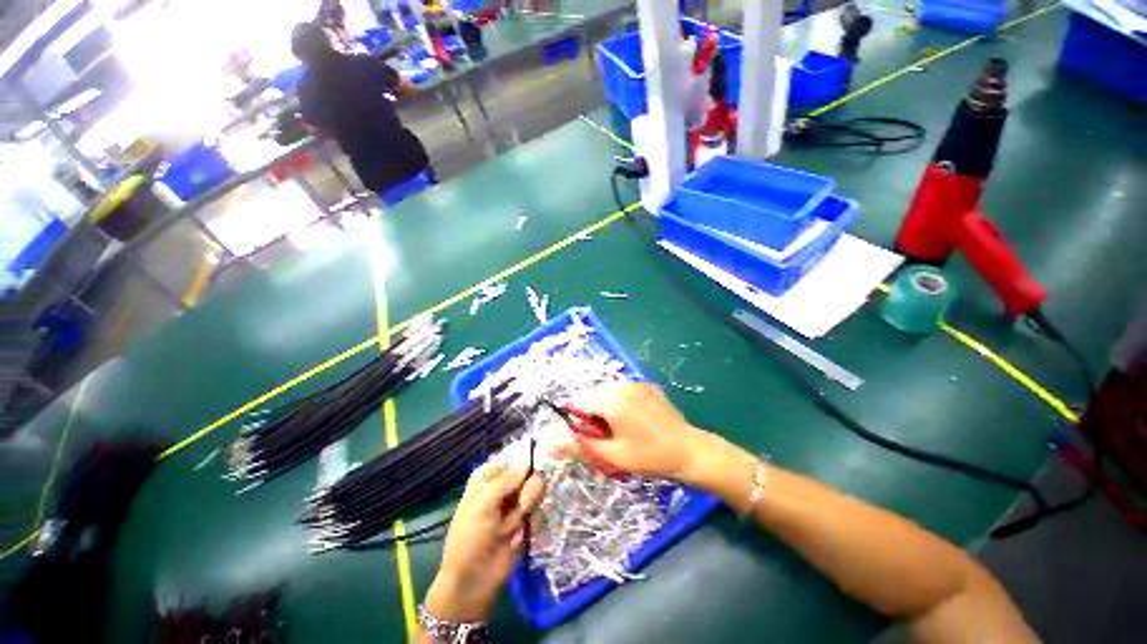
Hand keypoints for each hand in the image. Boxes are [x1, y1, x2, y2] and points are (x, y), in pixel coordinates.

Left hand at [425, 461, 544, 622]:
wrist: (473, 580)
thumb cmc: (470, 537)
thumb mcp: (483, 505)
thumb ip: (506, 481)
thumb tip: (528, 461)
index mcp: (484, 481)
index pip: (507, 461)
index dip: (519, 462)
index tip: (531, 463)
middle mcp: (501, 489)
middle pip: (523, 473)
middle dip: (527, 482)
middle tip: (524, 498)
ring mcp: (513, 504)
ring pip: (532, 488)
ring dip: (529, 500)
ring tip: (521, 515)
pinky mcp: (524, 520)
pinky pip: (536, 507)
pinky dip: (532, 515)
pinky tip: (521, 529)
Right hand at [573, 382, 712, 482]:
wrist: (690, 451)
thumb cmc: (649, 456)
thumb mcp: (612, 454)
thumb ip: (579, 445)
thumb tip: (549, 444)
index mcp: (611, 399)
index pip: (579, 402)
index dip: (582, 422)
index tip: (595, 438)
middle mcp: (621, 385)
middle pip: (593, 396)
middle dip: (594, 415)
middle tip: (610, 437)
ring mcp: (636, 384)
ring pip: (608, 393)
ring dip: (607, 409)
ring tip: (624, 430)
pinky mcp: (647, 386)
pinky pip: (623, 391)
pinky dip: (621, 403)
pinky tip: (636, 421)